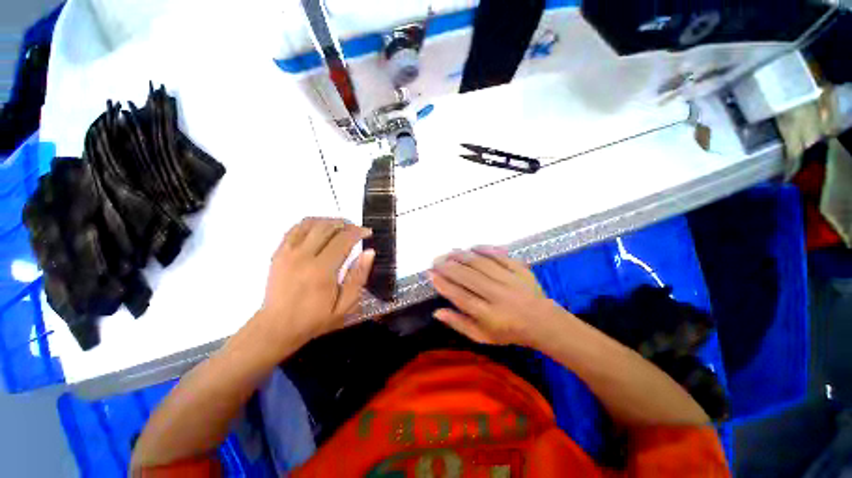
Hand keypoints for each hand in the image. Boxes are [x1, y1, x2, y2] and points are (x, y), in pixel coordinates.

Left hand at [257, 218, 374, 346]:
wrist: (277, 328)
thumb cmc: (315, 319)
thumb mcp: (345, 305)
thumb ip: (358, 277)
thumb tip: (369, 253)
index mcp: (321, 270)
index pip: (343, 240)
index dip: (358, 232)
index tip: (367, 232)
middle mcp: (303, 256)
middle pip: (327, 227)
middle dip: (346, 224)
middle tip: (356, 229)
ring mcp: (287, 253)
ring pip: (310, 223)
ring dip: (328, 221)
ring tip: (341, 226)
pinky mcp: (278, 253)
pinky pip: (295, 229)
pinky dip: (310, 223)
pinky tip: (319, 229)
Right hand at [428, 246, 557, 347]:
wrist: (543, 322)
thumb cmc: (509, 332)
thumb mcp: (482, 336)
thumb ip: (459, 324)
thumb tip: (437, 312)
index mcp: (489, 315)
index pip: (460, 296)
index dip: (443, 284)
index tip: (430, 275)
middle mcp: (498, 295)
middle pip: (468, 277)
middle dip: (448, 267)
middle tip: (435, 261)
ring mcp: (510, 280)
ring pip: (481, 263)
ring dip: (462, 256)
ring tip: (449, 253)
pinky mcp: (520, 269)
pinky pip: (500, 255)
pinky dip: (485, 249)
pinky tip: (472, 247)